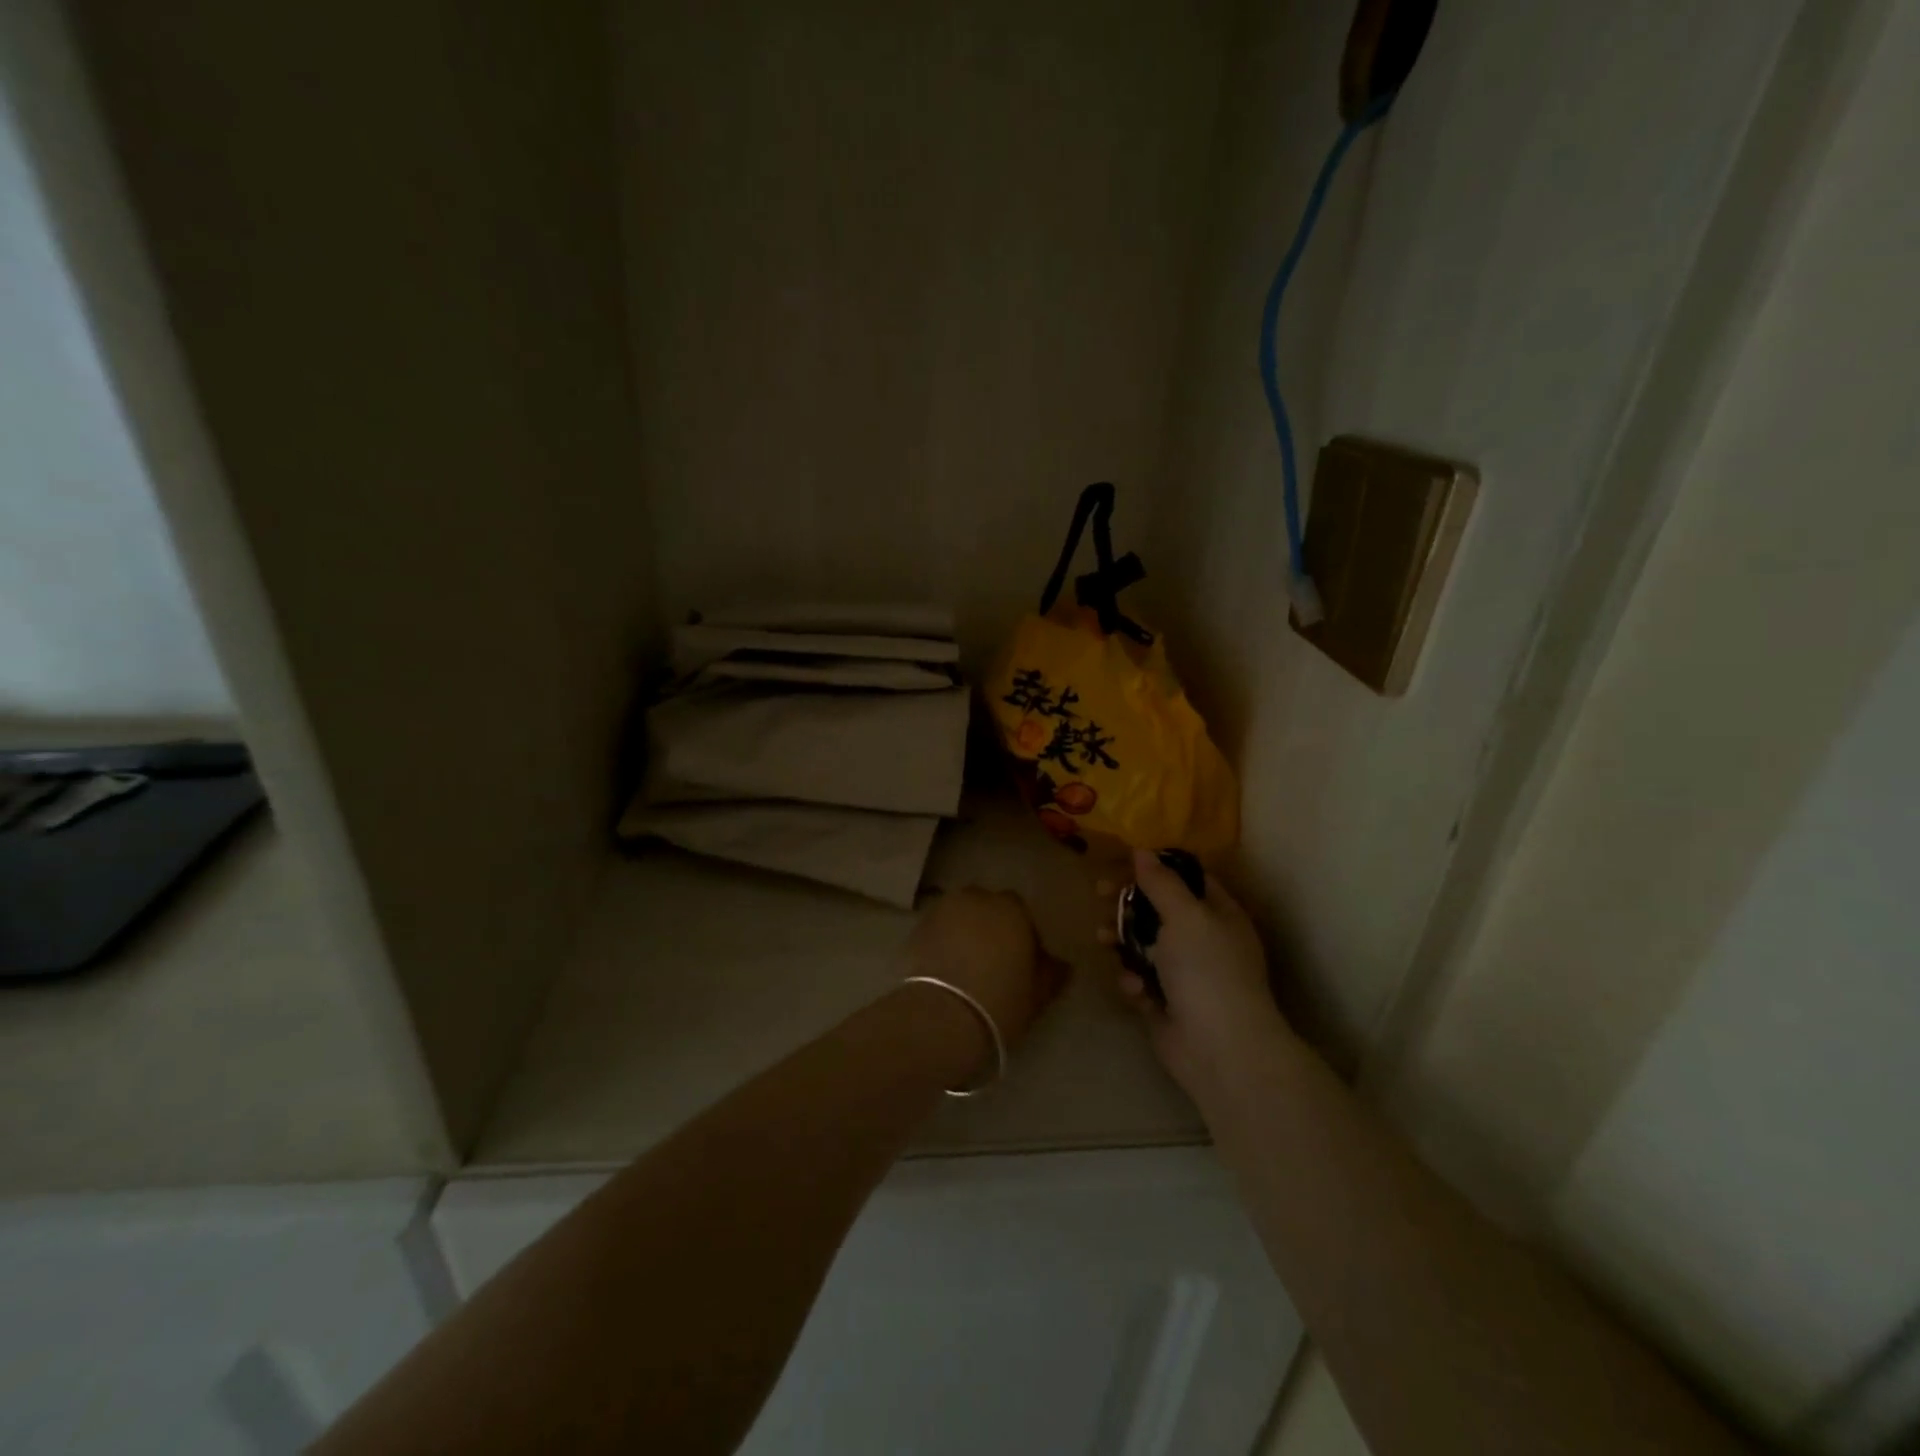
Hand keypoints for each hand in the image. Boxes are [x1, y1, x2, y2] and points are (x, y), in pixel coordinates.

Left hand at [905, 887, 1069, 1058]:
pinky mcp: (918, 927)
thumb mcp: (1038, 994)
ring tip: (966, 962)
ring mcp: (943, 910)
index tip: (1021, 959)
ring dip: (966, 930)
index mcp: (1012, 909)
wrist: (941, 1017)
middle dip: (992, 926)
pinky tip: (945, 967)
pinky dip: (943, 940)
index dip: (1022, 933)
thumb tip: (1062, 963)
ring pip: (961, 915)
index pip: (1021, 911)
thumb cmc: (1000, 1002)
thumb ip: (1053, 972)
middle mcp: (977, 899)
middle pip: (988, 908)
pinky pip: (939, 929)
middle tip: (993, 959)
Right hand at [1106, 849, 1296, 1101]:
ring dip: (1121, 940)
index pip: (1186, 878)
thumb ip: (1161, 883)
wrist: (1221, 1050)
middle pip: (1158, 910)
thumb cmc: (1208, 971)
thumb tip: (1141, 851)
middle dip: (1127, 904)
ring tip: (1102, 940)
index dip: (1154, 868)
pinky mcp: (1166, 1004)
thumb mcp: (1185, 916)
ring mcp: (1185, 974)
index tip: (1120, 865)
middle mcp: (1204, 941)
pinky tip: (1135, 990)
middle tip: (1099, 896)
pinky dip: (1134, 981)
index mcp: (1219, 914)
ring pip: (1143, 945)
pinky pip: (1141, 980)